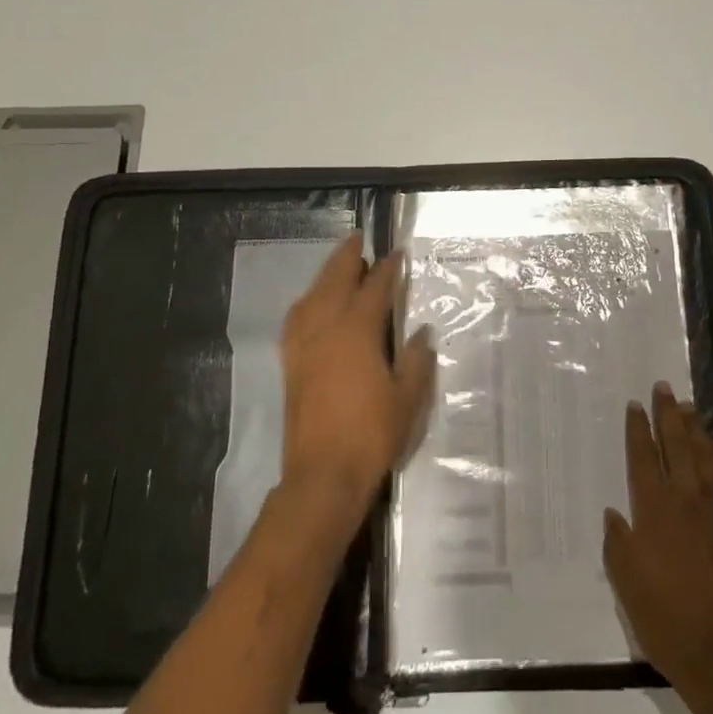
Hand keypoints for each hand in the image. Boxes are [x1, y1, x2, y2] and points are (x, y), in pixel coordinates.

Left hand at [280, 234, 436, 519]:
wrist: (323, 474)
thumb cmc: (372, 434)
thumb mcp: (407, 398)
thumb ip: (415, 360)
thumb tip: (421, 332)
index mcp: (357, 332)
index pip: (374, 288)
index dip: (387, 269)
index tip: (397, 254)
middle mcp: (326, 329)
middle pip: (334, 281)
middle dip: (347, 257)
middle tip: (358, 239)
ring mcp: (303, 346)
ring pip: (311, 297)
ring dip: (324, 276)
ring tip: (338, 266)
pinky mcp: (291, 365)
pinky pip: (296, 320)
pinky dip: (306, 303)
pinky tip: (311, 306)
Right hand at [604, 384, 712, 704]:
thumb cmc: (666, 621)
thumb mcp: (626, 585)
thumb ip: (618, 544)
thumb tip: (615, 513)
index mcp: (653, 512)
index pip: (643, 458)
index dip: (638, 429)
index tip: (635, 405)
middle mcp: (686, 500)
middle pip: (676, 445)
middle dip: (667, 414)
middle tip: (663, 387)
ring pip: (705, 455)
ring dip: (695, 427)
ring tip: (688, 405)